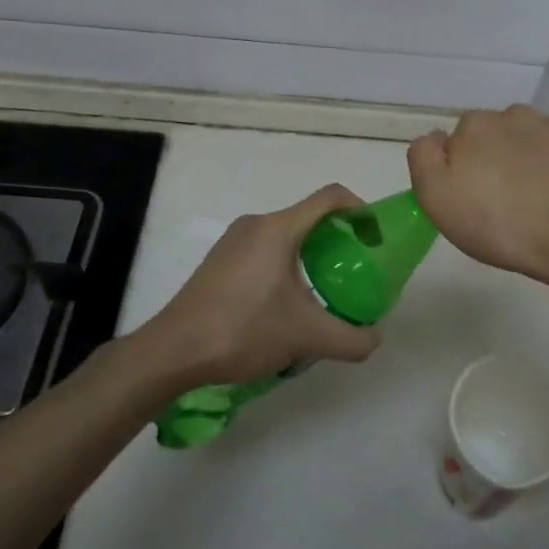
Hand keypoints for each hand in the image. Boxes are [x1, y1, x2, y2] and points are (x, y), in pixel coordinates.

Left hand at [141, 184, 384, 389]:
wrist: (174, 350)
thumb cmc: (243, 330)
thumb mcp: (306, 337)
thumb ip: (351, 339)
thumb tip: (374, 339)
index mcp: (279, 229)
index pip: (330, 197)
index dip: (360, 209)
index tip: (374, 238)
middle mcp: (256, 224)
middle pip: (308, 217)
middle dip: (337, 239)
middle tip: (354, 271)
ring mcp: (233, 241)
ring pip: (285, 236)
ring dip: (310, 256)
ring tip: (322, 293)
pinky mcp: (219, 261)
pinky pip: (264, 250)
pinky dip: (285, 266)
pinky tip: (284, 305)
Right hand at [408, 105, 548, 283]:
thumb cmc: (497, 224)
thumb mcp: (436, 198)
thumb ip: (424, 158)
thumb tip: (436, 138)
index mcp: (475, 125)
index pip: (458, 140)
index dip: (460, 169)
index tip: (469, 198)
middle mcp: (514, 115)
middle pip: (494, 136)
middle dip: (493, 160)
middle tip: (499, 202)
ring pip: (528, 140)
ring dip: (525, 160)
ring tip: (531, 200)